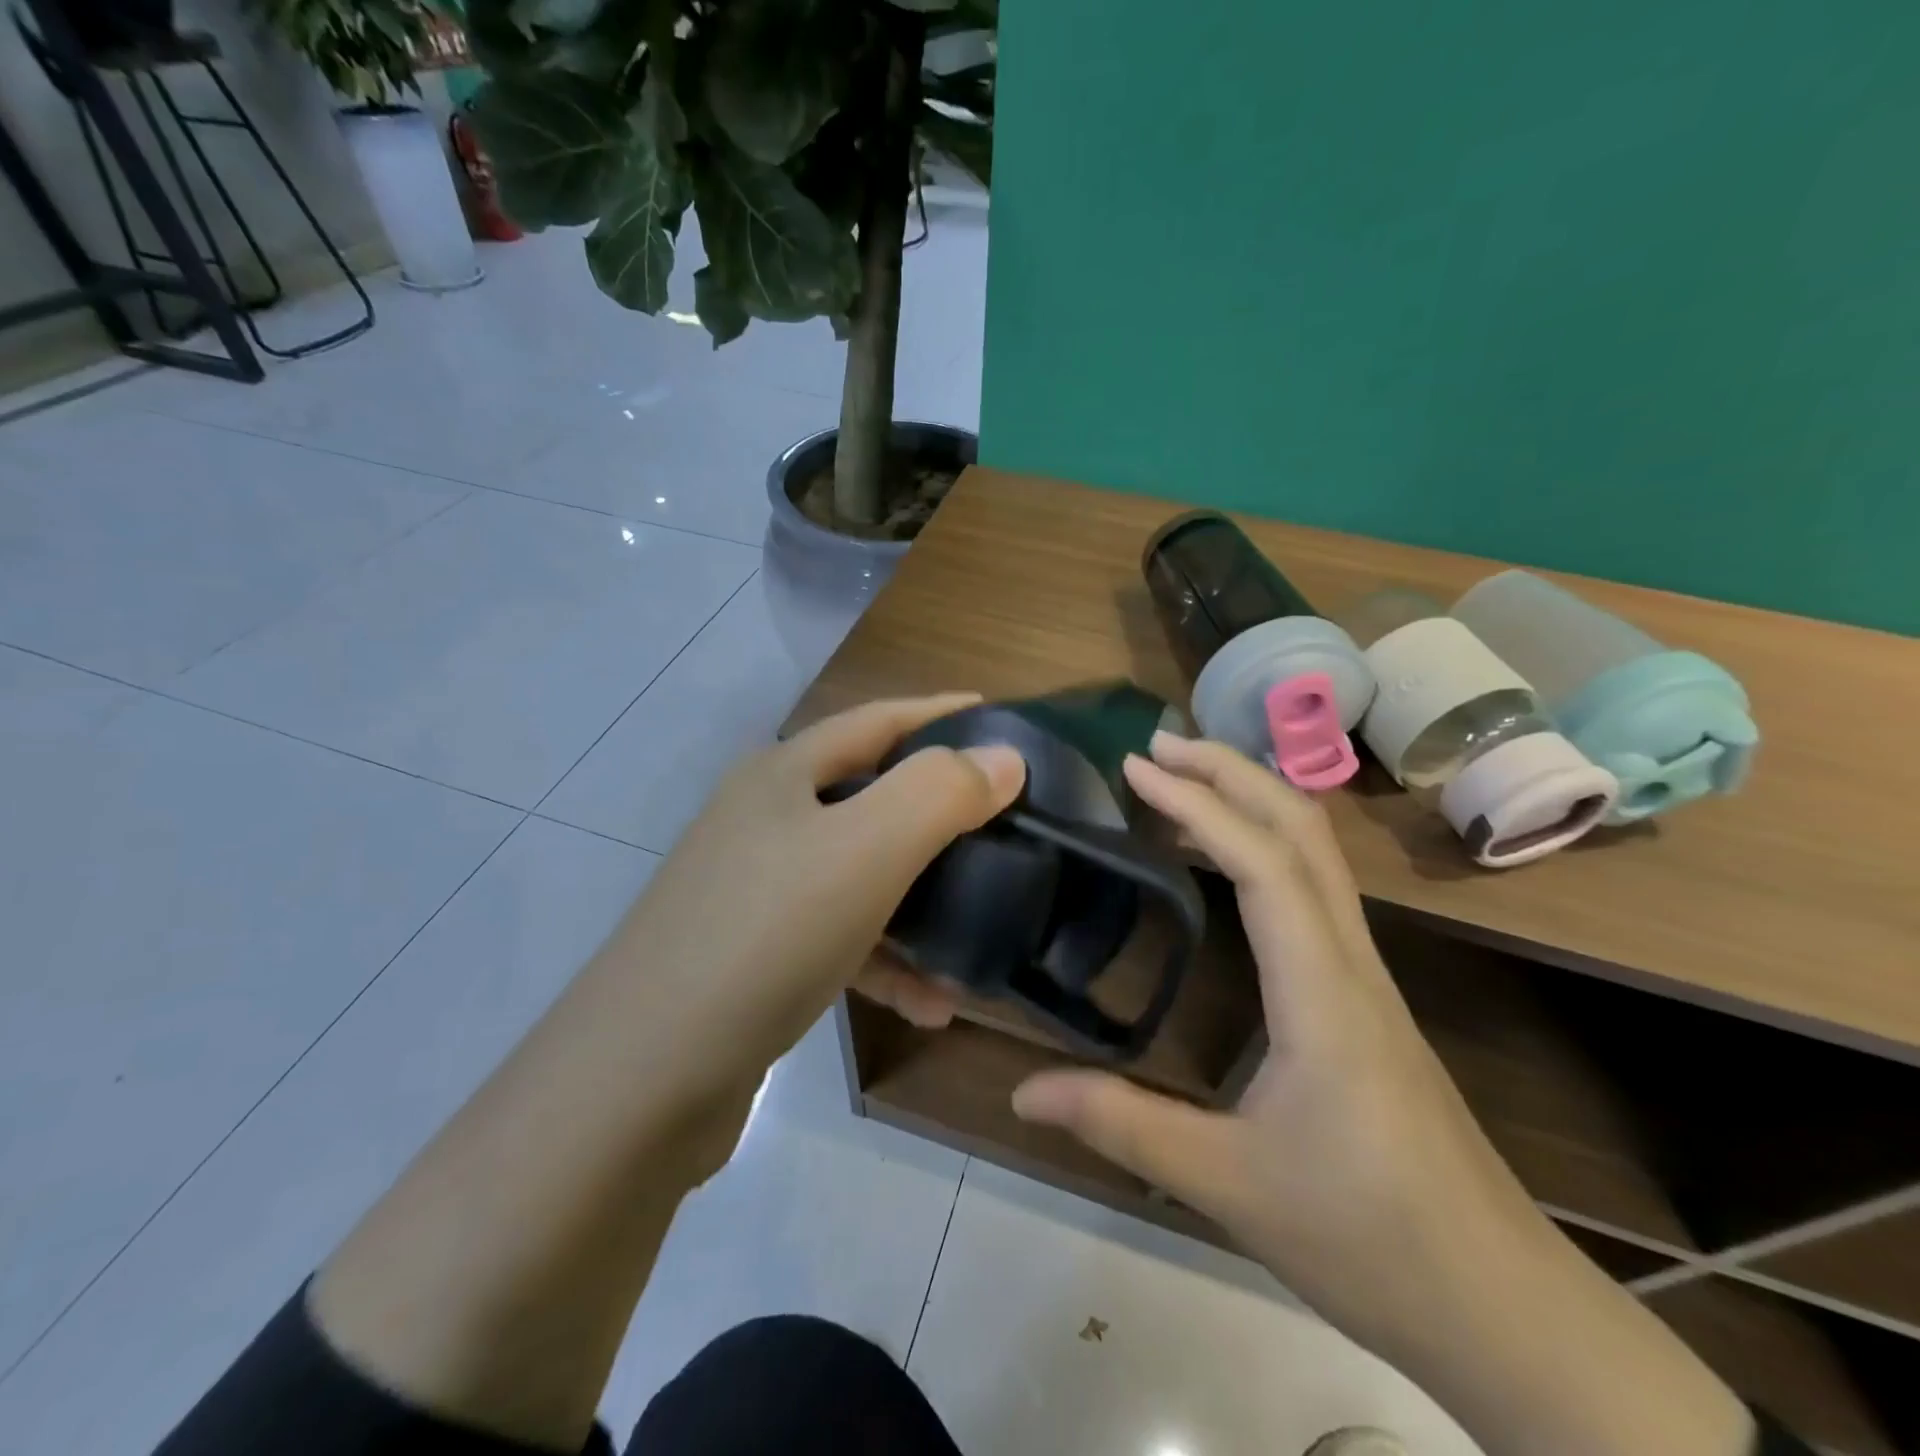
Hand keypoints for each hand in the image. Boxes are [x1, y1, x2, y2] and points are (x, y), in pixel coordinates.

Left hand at [597, 692, 1025, 1095]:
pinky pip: (842, 942)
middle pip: (872, 797)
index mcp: (783, 774)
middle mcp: (766, 821)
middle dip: (941, 813)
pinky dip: (888, 963)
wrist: (641, 1082)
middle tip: (1005, 826)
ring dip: (923, 906)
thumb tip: (1004, 757)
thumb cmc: (766, 936)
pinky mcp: (756, 956)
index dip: (941, 713)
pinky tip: (931, 1006)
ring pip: (862, 877)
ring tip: (981, 935)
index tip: (1003, 719)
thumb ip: (939, 793)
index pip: (877, 721)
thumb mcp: (865, 850)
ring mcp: (756, 890)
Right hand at [1012, 733, 1534, 1334]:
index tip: (1136, 767)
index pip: (1263, 864)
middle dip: (1232, 772)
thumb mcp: (1227, 1183)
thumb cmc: (1367, 1237)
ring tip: (1183, 780)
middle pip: (1303, 830)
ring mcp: (1366, 973)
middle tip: (1156, 747)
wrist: (1501, 1304)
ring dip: (1253, 798)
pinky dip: (1266, 843)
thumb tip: (1021, 1092)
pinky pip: (1315, 888)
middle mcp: (1351, 960)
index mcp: (1322, 991)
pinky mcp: (1364, 995)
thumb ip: (1121, 1125)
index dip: (1199, 803)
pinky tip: (1226, 861)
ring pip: (1318, 852)